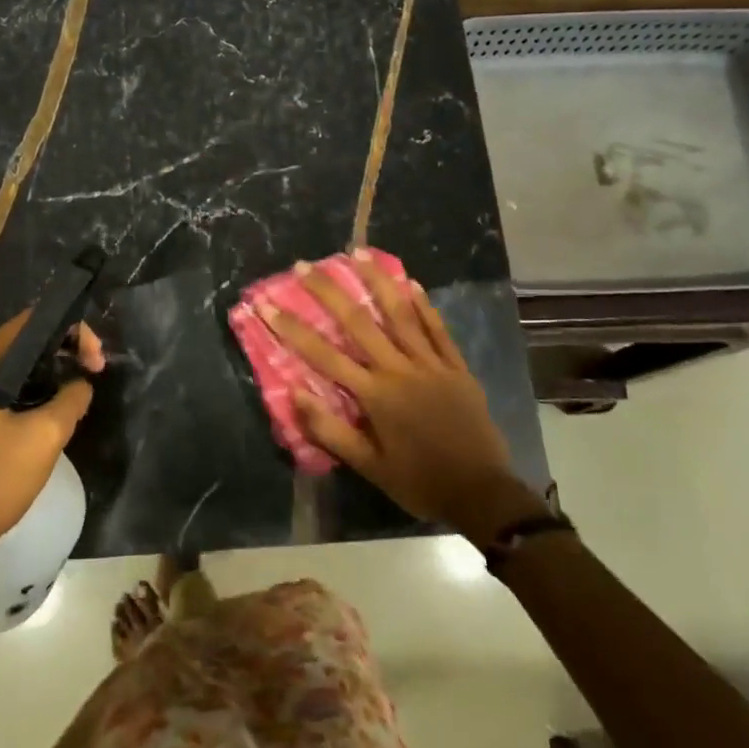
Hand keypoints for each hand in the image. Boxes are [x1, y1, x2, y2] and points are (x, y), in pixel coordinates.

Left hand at [0, 311, 104, 564]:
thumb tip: (82, 383)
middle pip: (23, 344)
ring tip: (80, 390)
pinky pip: (6, 392)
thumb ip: (72, 398)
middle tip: (94, 373)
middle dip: (62, 353)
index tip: (96, 360)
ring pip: (16, 370)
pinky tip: (54, 410)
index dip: (70, 332)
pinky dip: (32, 394)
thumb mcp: (44, 435)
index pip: (30, 324)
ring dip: (50, 375)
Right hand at [254, 252, 535, 531]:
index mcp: (375, 394)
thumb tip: (294, 393)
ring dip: (377, 281)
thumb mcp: (368, 466)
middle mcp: (400, 369)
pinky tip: (410, 281)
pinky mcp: (456, 367)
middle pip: (358, 322)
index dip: (291, 328)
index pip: (323, 354)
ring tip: (357, 253)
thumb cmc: (418, 482)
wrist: (482, 494)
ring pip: (400, 314)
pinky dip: (423, 304)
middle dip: (327, 291)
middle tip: (304, 265)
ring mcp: (431, 364)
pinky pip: (437, 328)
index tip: (266, 305)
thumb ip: (330, 430)